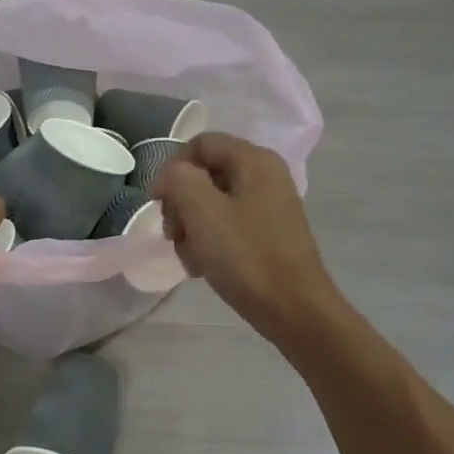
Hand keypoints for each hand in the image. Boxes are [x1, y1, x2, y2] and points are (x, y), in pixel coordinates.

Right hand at [152, 133, 338, 345]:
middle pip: (205, 174)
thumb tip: (171, 177)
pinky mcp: (268, 233)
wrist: (294, 309)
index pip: (200, 144)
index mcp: (254, 160)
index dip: (172, 169)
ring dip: (191, 228)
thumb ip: (178, 179)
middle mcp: (265, 175)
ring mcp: (268, 205)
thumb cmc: (246, 256)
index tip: (159, 204)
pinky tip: (204, 267)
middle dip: (181, 204)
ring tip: (190, 258)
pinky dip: (210, 242)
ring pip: (212, 203)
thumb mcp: (202, 211)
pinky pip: (228, 225)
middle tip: (173, 235)